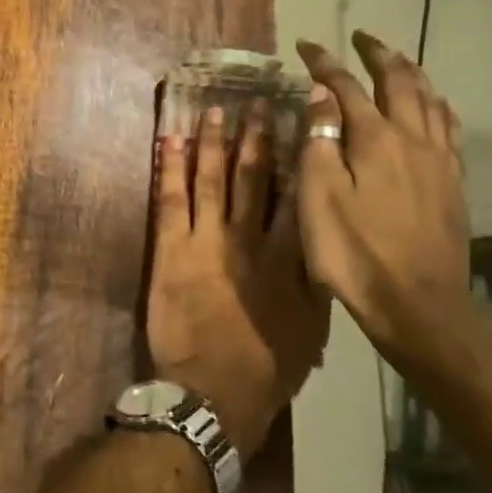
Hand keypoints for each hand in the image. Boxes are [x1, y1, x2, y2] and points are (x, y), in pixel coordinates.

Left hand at [147, 102, 329, 456]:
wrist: (215, 389)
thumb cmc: (269, 364)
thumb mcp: (313, 324)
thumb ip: (316, 278)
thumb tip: (323, 241)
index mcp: (289, 255)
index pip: (295, 194)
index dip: (296, 156)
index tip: (299, 123)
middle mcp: (249, 238)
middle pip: (253, 177)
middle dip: (256, 138)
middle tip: (257, 103)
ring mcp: (207, 240)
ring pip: (210, 180)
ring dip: (212, 144)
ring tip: (214, 111)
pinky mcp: (171, 250)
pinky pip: (170, 200)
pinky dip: (168, 169)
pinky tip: (168, 142)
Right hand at [294, 31, 476, 373]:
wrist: (415, 300)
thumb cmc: (352, 251)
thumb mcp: (318, 196)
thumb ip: (320, 142)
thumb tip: (321, 96)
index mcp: (374, 140)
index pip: (346, 88)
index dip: (325, 64)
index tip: (306, 45)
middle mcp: (412, 139)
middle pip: (398, 83)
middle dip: (377, 55)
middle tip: (361, 37)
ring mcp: (439, 161)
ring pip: (429, 101)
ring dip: (410, 73)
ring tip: (397, 60)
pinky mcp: (453, 183)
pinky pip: (449, 128)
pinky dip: (437, 106)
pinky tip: (435, 107)